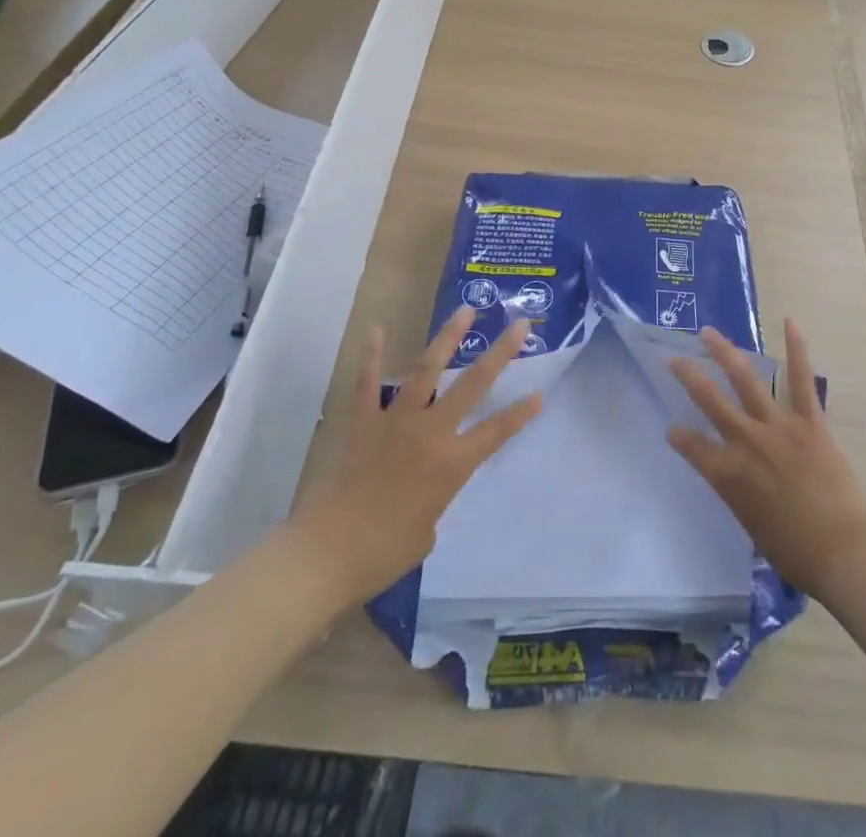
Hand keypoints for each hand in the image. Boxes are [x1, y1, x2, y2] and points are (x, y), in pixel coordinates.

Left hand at [283, 307, 541, 604]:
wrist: (325, 554)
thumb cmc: (382, 553)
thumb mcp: (425, 533)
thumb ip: (433, 501)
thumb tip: (422, 490)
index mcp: (452, 464)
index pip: (497, 431)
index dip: (521, 413)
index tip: (539, 394)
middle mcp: (431, 432)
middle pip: (473, 384)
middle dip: (500, 352)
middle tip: (519, 324)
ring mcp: (396, 421)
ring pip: (427, 370)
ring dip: (448, 338)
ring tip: (465, 310)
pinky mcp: (363, 422)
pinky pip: (367, 383)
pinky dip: (372, 356)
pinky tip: (377, 329)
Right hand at [669, 321, 865, 598]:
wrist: (842, 549)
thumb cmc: (794, 551)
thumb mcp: (751, 524)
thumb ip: (737, 493)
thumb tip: (735, 476)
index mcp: (728, 474)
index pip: (692, 446)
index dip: (679, 436)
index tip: (673, 428)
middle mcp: (746, 442)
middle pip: (710, 402)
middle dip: (689, 377)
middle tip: (673, 357)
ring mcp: (778, 426)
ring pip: (745, 381)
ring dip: (725, 353)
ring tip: (709, 332)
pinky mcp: (809, 421)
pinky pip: (801, 380)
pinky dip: (797, 350)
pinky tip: (790, 323)